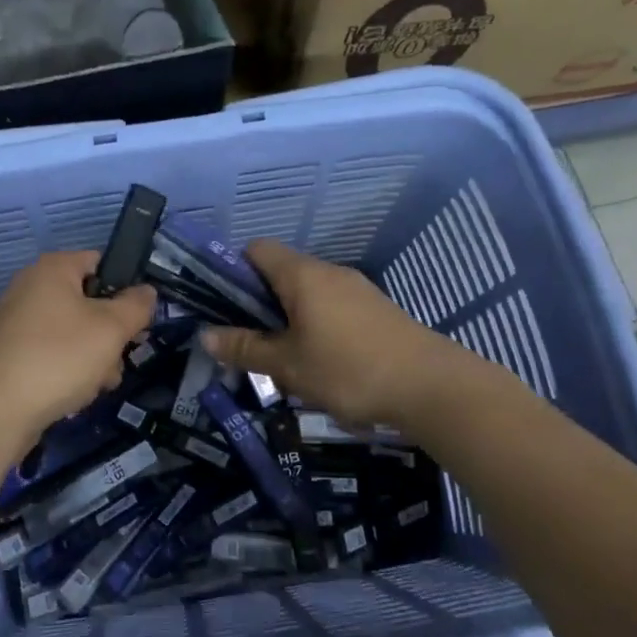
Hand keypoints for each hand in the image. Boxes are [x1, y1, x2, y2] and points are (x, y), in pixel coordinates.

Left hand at [0, 251, 156, 451]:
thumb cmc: (59, 356)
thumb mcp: (111, 328)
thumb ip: (136, 306)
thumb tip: (146, 291)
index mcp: (53, 268)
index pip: (100, 262)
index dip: (126, 288)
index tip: (139, 319)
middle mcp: (31, 287)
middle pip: (88, 301)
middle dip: (111, 332)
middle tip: (121, 358)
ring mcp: (17, 321)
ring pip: (73, 332)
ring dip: (94, 357)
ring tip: (99, 384)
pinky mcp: (10, 352)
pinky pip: (51, 352)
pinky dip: (68, 370)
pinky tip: (76, 395)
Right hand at [201, 240, 490, 431]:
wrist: (431, 387)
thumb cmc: (348, 370)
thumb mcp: (287, 365)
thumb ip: (245, 348)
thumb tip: (205, 335)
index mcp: (302, 275)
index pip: (256, 249)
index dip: (233, 270)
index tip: (224, 306)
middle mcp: (329, 272)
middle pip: (281, 272)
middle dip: (259, 302)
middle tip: (247, 340)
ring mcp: (356, 290)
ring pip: (307, 293)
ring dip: (288, 317)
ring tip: (281, 357)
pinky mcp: (376, 310)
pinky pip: (332, 307)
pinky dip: (316, 325)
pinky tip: (320, 362)